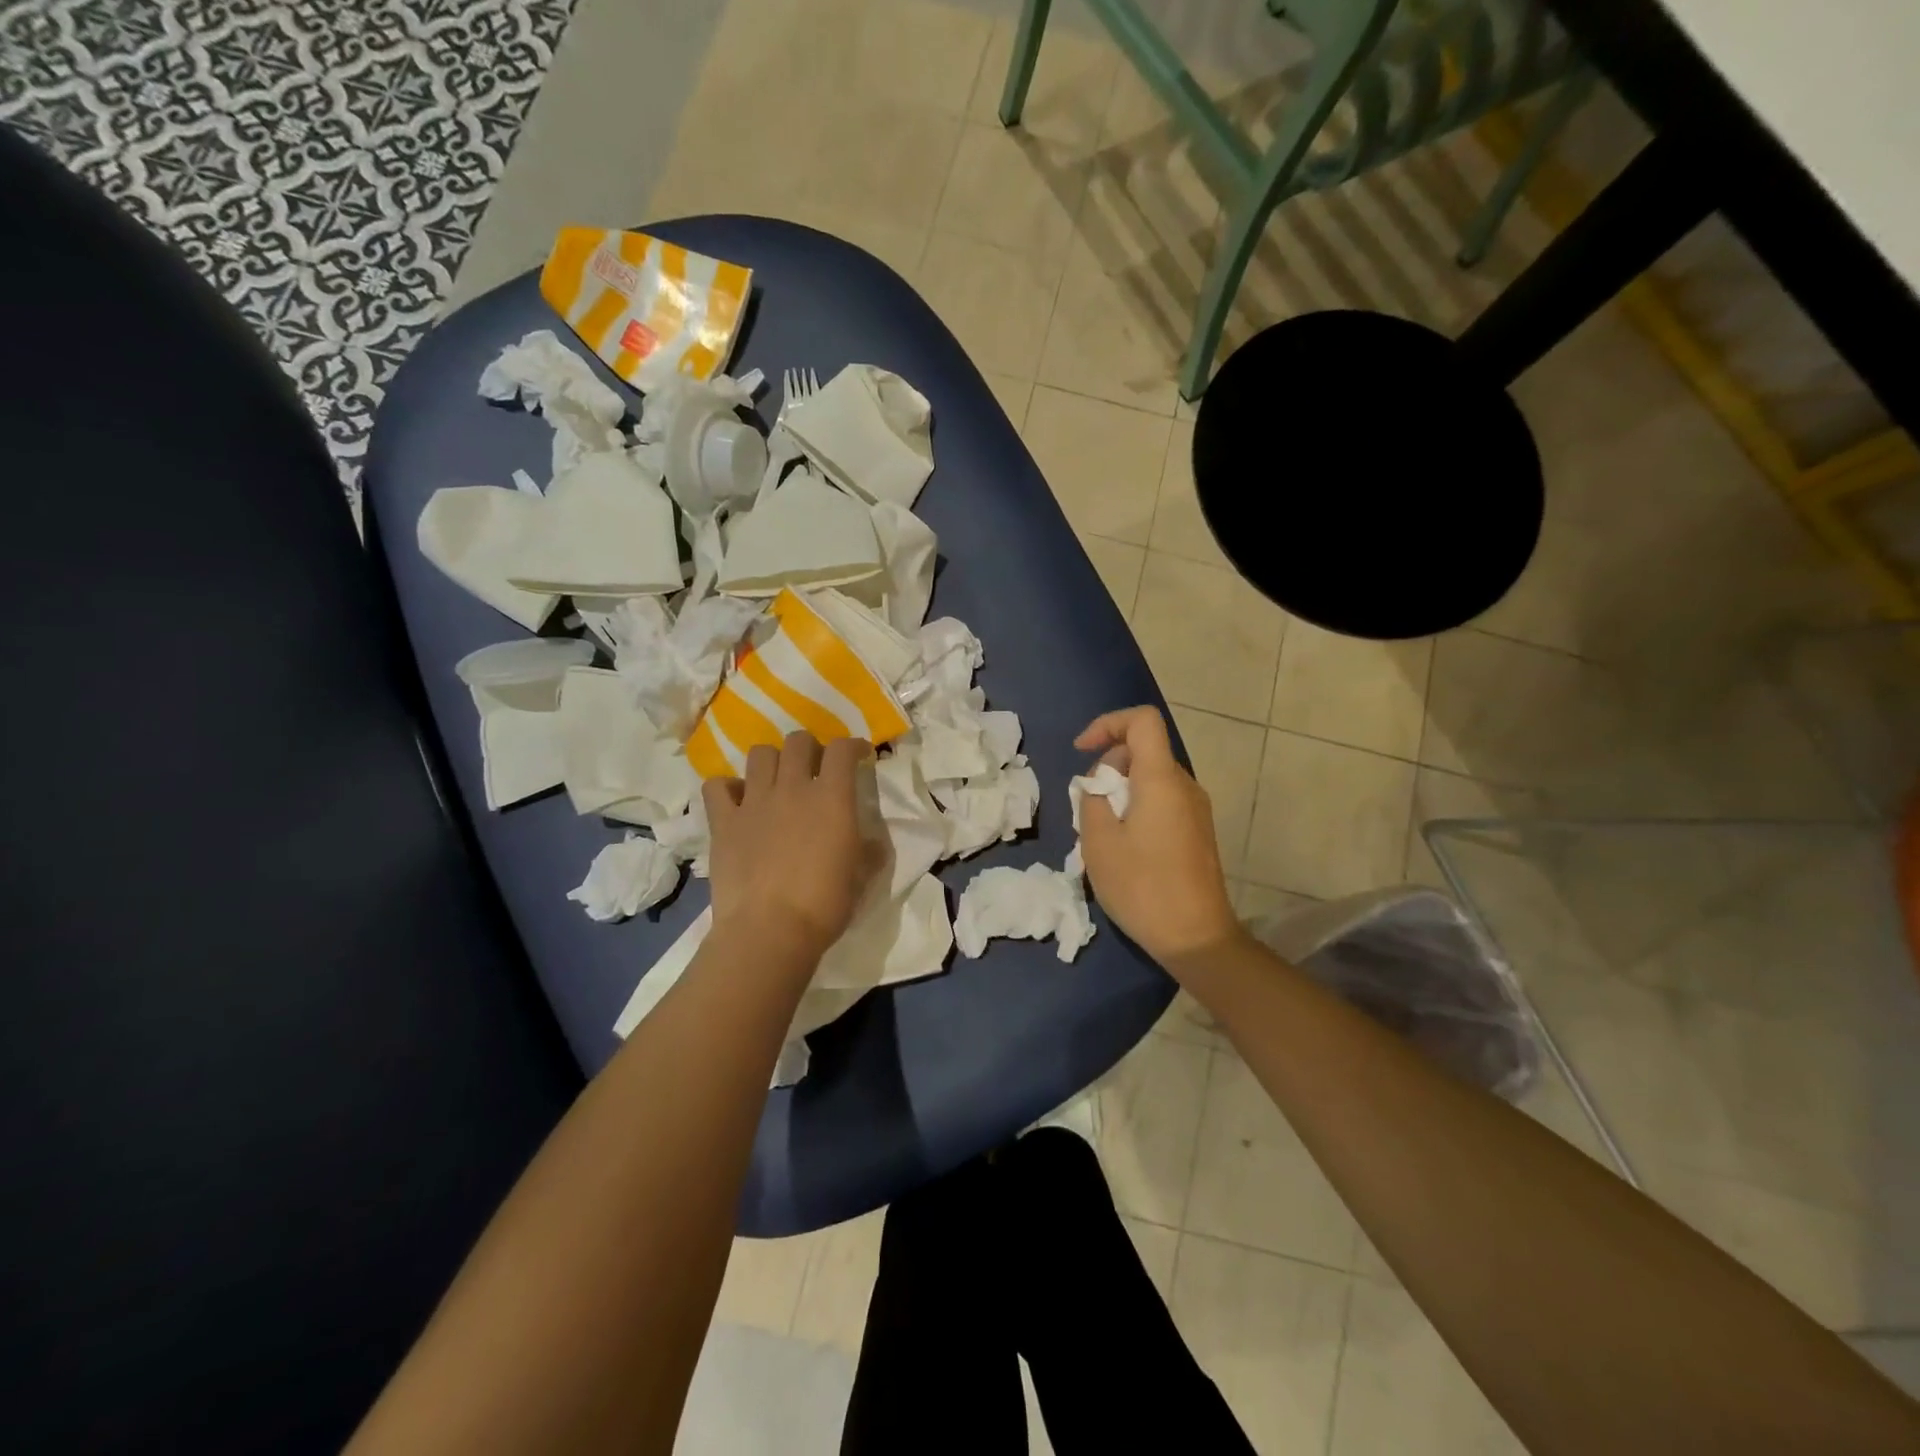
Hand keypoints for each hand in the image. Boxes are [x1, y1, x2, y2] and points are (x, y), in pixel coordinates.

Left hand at [704, 733, 880, 965]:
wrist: (769, 930)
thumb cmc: (824, 905)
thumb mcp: (861, 879)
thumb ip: (869, 852)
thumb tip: (873, 843)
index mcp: (832, 798)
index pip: (842, 749)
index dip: (852, 746)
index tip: (858, 756)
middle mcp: (792, 788)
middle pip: (799, 741)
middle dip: (811, 748)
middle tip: (815, 769)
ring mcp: (754, 801)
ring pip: (760, 754)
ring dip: (772, 761)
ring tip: (776, 781)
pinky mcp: (723, 821)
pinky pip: (717, 786)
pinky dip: (728, 788)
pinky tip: (737, 801)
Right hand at [1075, 707, 1243, 966]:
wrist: (1196, 938)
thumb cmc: (1142, 887)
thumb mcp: (1099, 842)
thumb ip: (1092, 799)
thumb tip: (1099, 784)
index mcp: (1161, 779)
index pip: (1142, 721)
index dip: (1107, 724)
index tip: (1082, 751)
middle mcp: (1185, 785)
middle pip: (1143, 751)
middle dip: (1107, 767)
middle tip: (1087, 808)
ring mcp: (1196, 810)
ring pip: (1150, 778)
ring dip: (1120, 791)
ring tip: (1101, 832)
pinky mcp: (1197, 832)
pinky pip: (1162, 801)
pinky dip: (1136, 808)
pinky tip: (1123, 847)